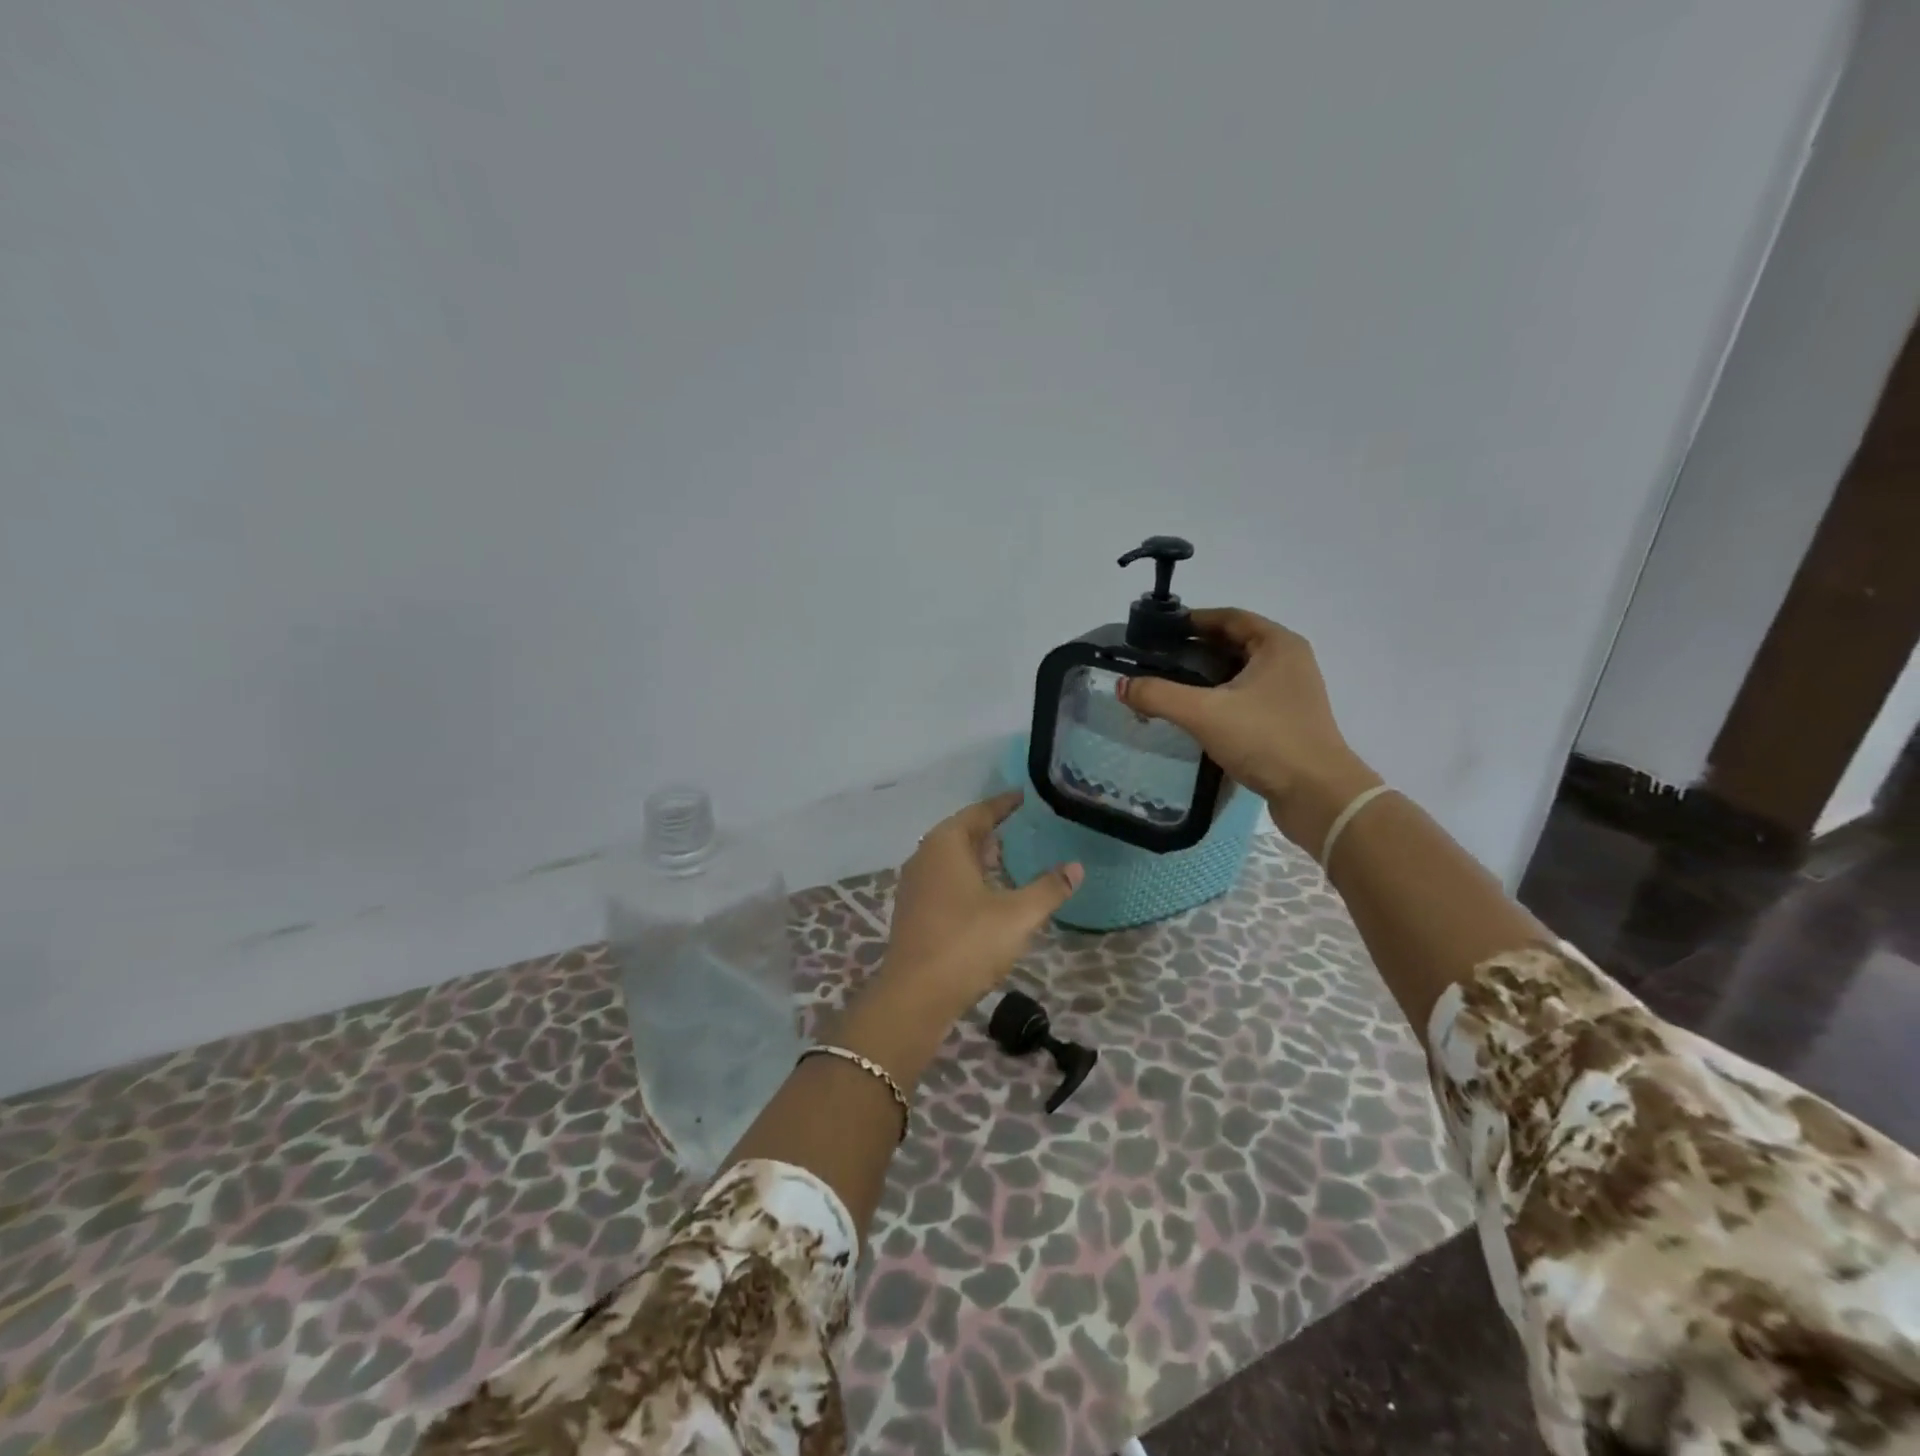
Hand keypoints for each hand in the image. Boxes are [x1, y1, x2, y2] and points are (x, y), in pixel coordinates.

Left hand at [879, 791, 1082, 1014]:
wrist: (915, 995)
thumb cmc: (967, 944)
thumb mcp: (1018, 915)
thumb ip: (1049, 888)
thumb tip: (1076, 867)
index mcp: (946, 844)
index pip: (980, 812)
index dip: (1004, 804)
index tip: (1026, 796)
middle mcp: (925, 856)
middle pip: (963, 832)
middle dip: (992, 829)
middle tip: (1025, 826)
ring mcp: (915, 884)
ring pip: (952, 858)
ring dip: (979, 855)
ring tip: (1011, 856)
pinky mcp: (913, 909)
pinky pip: (944, 879)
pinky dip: (967, 876)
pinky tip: (988, 893)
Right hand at [1117, 609, 1381, 853]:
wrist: (1317, 795)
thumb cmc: (1266, 740)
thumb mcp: (1204, 713)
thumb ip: (1159, 695)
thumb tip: (1123, 685)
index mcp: (1277, 645)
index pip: (1229, 617)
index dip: (1193, 620)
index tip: (1159, 631)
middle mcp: (1288, 662)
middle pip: (1234, 643)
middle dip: (1195, 649)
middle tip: (1157, 659)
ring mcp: (1290, 693)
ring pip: (1239, 673)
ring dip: (1205, 676)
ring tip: (1168, 686)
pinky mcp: (1286, 721)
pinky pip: (1245, 698)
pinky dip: (1219, 698)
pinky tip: (1194, 715)